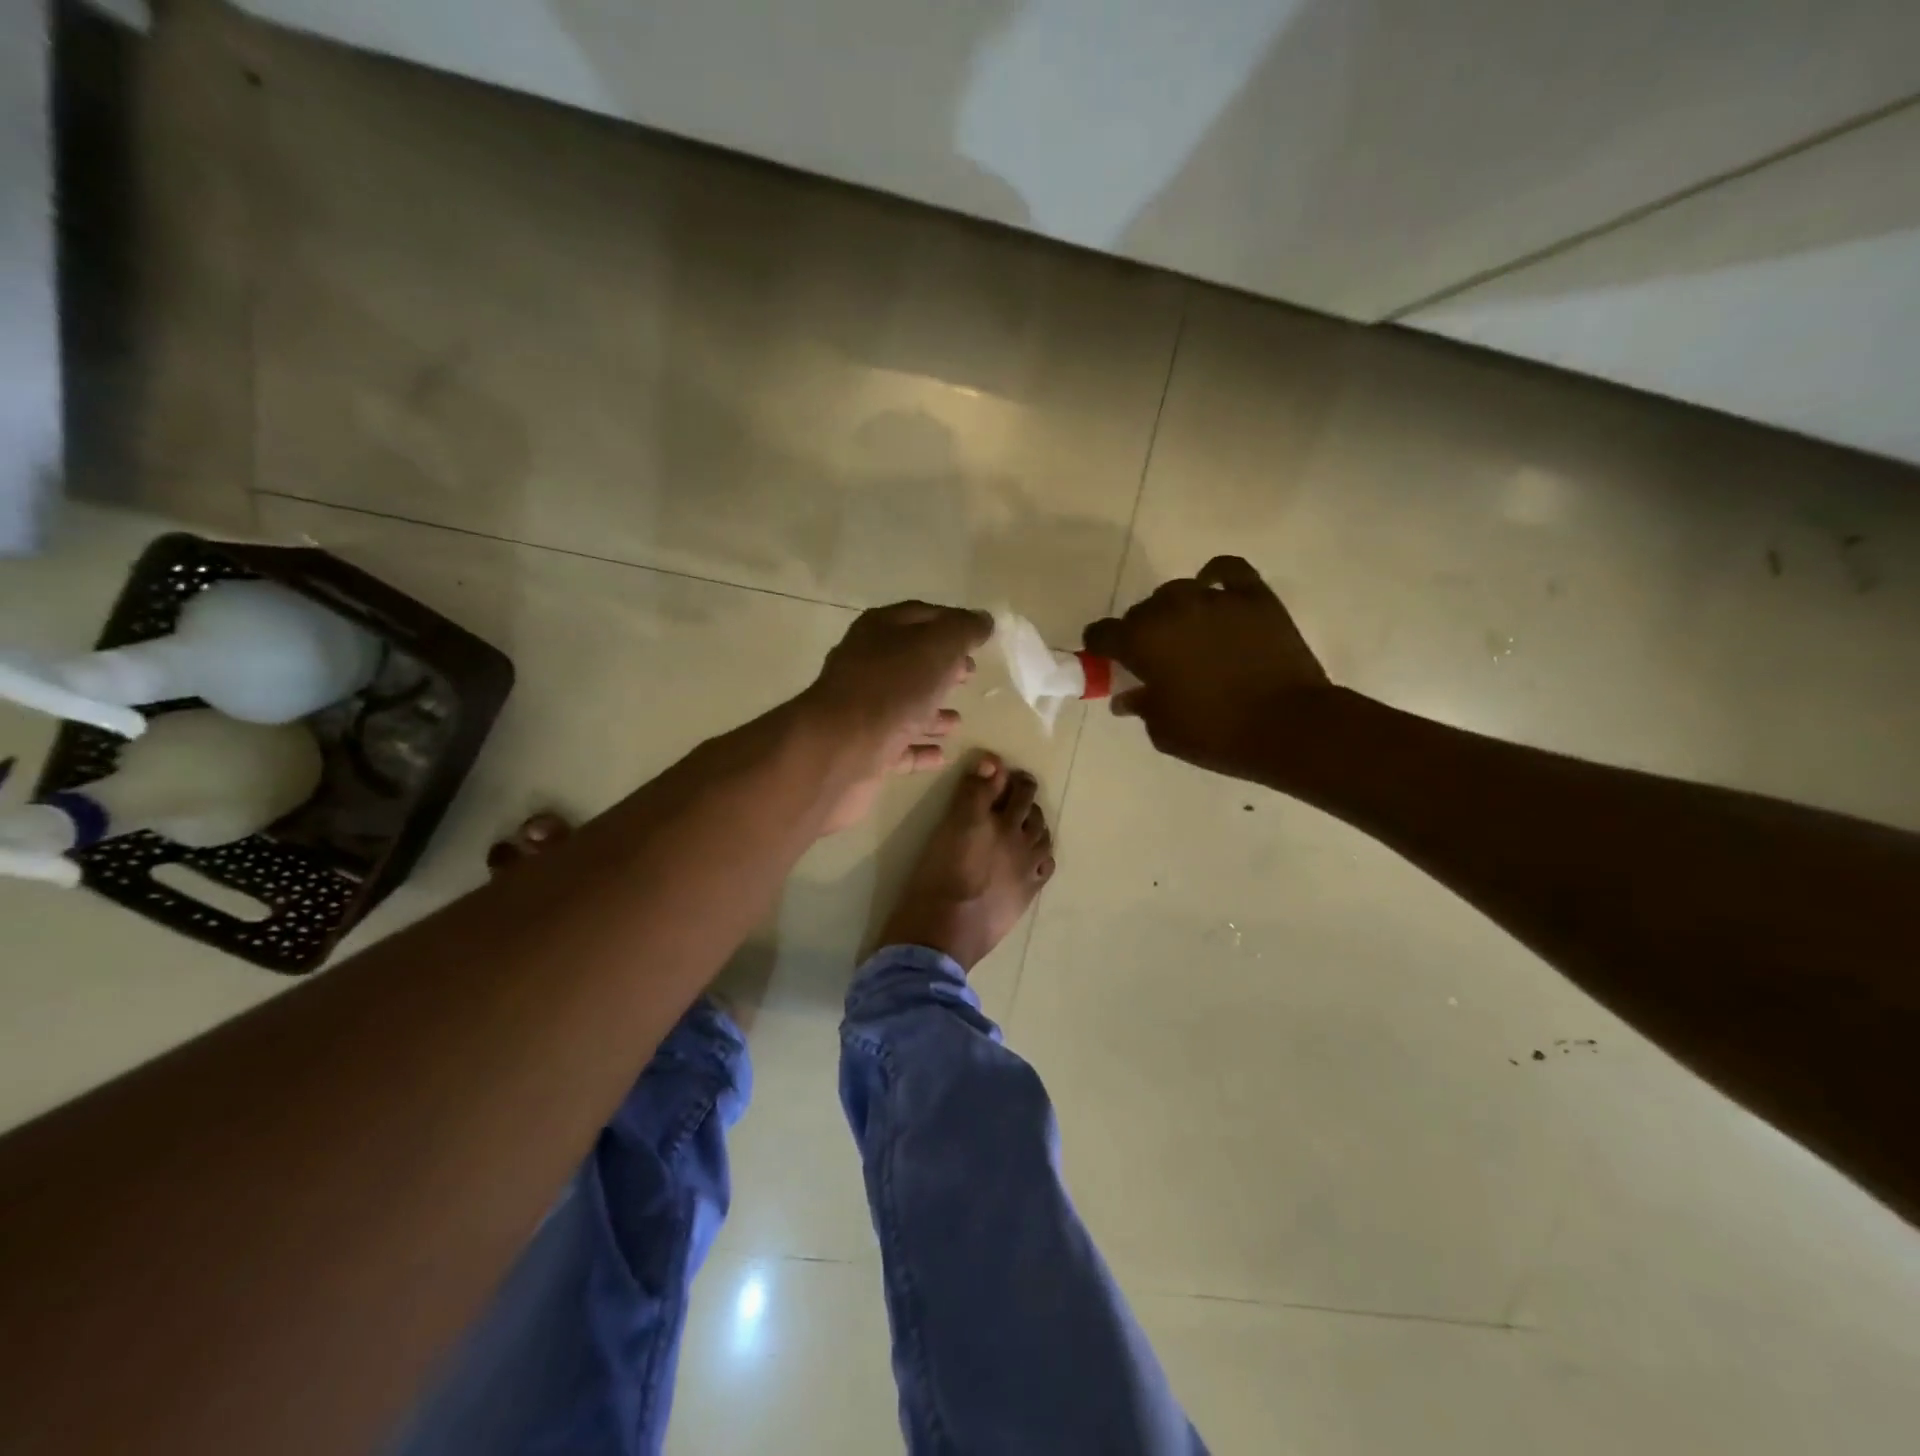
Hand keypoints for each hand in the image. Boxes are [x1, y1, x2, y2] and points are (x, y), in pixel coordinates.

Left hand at [805, 602, 992, 832]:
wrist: (839, 750)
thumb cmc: (892, 688)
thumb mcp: (937, 647)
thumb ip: (963, 631)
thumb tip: (983, 620)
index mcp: (880, 631)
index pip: (921, 615)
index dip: (952, 621)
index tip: (980, 635)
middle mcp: (866, 666)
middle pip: (910, 660)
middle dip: (942, 666)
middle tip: (970, 675)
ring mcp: (862, 710)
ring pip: (903, 705)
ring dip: (931, 711)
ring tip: (958, 720)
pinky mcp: (864, 749)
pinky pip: (898, 746)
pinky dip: (920, 747)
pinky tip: (942, 754)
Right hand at [1083, 556, 1328, 776]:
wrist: (1288, 726)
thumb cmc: (1216, 734)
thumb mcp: (1164, 731)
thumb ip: (1140, 705)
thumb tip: (1127, 696)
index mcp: (1141, 642)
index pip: (1103, 633)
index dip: (1100, 647)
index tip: (1107, 659)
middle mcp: (1171, 610)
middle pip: (1141, 611)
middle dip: (1141, 631)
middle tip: (1155, 657)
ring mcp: (1214, 598)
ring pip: (1178, 591)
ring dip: (1174, 610)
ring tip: (1187, 631)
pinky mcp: (1253, 596)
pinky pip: (1226, 570)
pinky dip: (1215, 577)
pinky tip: (1214, 591)